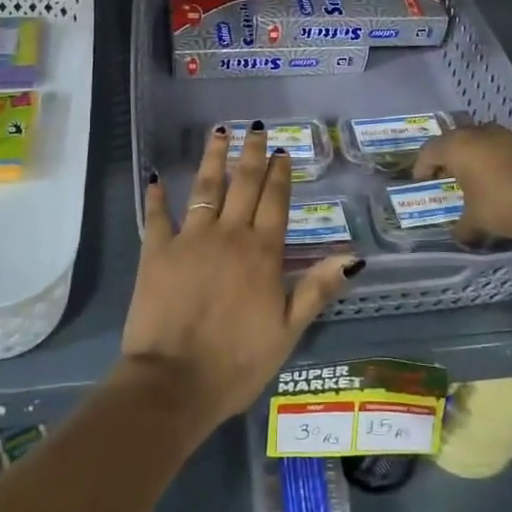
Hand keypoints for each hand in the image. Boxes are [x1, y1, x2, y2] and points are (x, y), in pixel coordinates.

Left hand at [122, 123, 360, 425]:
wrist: (174, 382)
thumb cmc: (237, 362)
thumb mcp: (288, 331)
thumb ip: (317, 289)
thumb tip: (354, 257)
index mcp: (263, 253)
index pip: (275, 202)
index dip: (279, 175)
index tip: (281, 152)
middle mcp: (229, 235)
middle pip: (244, 184)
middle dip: (251, 154)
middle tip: (255, 128)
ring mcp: (190, 239)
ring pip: (205, 188)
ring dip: (213, 158)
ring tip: (219, 132)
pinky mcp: (157, 251)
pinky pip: (157, 216)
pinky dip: (157, 196)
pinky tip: (156, 178)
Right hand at [413, 123, 511, 241]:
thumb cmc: (504, 203)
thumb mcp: (477, 222)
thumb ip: (462, 228)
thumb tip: (458, 236)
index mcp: (458, 146)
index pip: (429, 151)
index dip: (422, 167)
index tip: (421, 182)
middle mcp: (480, 133)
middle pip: (455, 141)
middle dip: (449, 159)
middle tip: (446, 177)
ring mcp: (508, 134)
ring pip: (482, 141)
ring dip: (476, 156)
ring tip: (476, 177)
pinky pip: (506, 148)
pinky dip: (500, 159)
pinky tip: (505, 177)